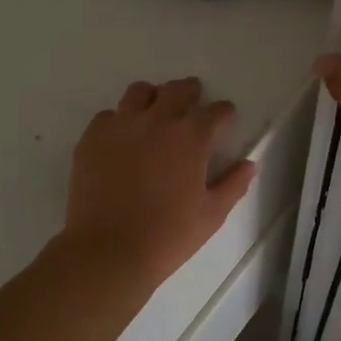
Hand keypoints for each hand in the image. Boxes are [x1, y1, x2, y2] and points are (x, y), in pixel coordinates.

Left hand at [60, 77, 257, 289]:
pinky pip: (108, 115)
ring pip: (139, 92)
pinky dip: (120, 120)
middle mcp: (157, 121)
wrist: (108, 251)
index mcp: (191, 137)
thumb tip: (248, 164)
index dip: (224, 112)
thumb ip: (233, 184)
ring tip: (155, 112)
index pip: (215, 111)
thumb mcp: (212, 214)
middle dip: (190, 91)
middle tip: (193, 100)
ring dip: (153, 97)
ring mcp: (121, 126)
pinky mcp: (92, 138)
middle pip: (177, 90)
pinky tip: (122, 138)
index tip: (225, 117)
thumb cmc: (168, 235)